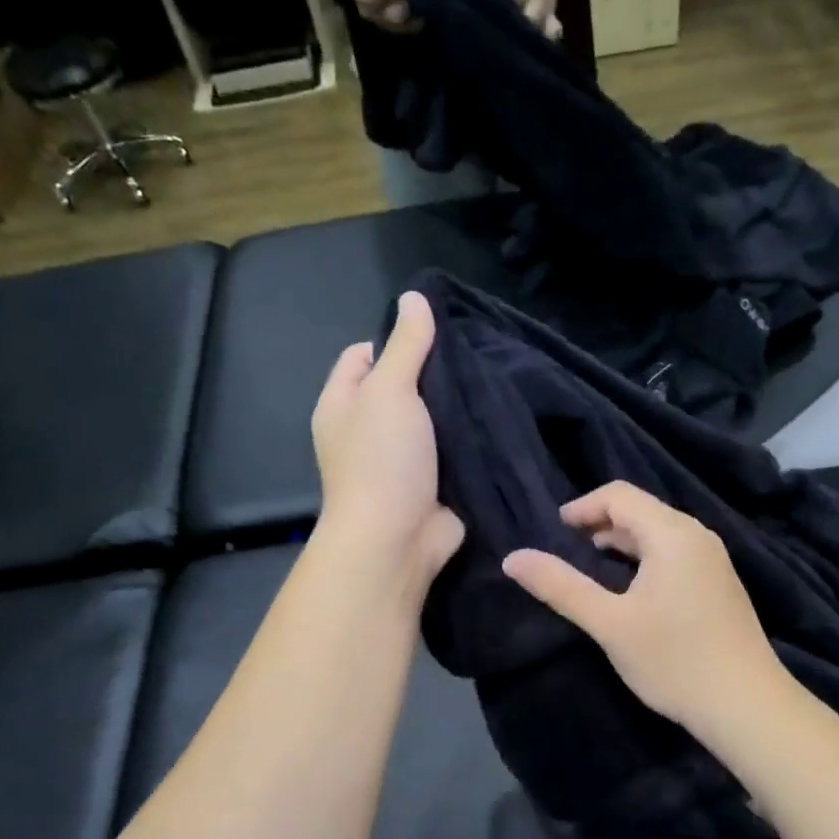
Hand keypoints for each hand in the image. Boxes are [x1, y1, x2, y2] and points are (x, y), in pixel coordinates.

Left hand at [311, 291, 463, 591]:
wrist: (397, 539)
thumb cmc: (382, 460)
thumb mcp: (390, 390)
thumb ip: (405, 345)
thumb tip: (414, 298)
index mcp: (343, 404)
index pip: (363, 355)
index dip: (394, 341)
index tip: (434, 340)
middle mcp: (366, 429)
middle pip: (401, 386)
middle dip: (434, 374)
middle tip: (473, 360)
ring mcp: (400, 459)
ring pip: (431, 419)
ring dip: (456, 408)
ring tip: (491, 384)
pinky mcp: (431, 483)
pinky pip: (452, 451)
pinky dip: (469, 440)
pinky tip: (496, 422)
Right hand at [502, 482, 784, 730]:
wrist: (747, 706)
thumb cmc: (674, 660)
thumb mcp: (609, 623)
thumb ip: (560, 587)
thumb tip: (512, 558)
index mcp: (672, 534)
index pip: (620, 495)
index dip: (583, 507)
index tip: (555, 531)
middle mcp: (697, 536)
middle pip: (642, 510)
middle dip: (601, 522)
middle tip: (568, 548)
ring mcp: (714, 560)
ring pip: (659, 533)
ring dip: (623, 541)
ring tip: (592, 565)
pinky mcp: (720, 584)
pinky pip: (675, 553)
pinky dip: (645, 558)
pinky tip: (632, 589)